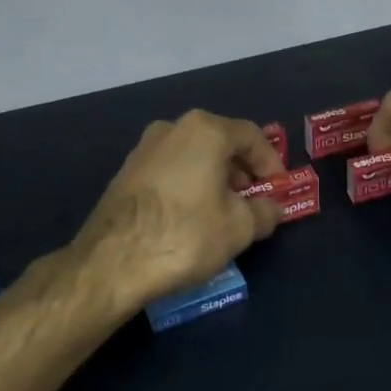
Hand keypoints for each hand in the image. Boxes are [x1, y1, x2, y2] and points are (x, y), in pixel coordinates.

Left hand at [72, 110, 284, 312]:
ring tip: (224, 214)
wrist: (112, 261)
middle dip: (241, 171)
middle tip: (253, 202)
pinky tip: (192, 219)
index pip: (251, 135)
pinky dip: (188, 187)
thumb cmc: (186, 234)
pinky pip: (170, 172)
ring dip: (214, 180)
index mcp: (205, 130)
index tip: (278, 189)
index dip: (271, 162)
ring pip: (192, 157)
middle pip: (219, 143)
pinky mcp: (125, 174)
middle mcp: (172, 128)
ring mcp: (143, 150)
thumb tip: (272, 208)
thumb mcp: (240, 227)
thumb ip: (264, 211)